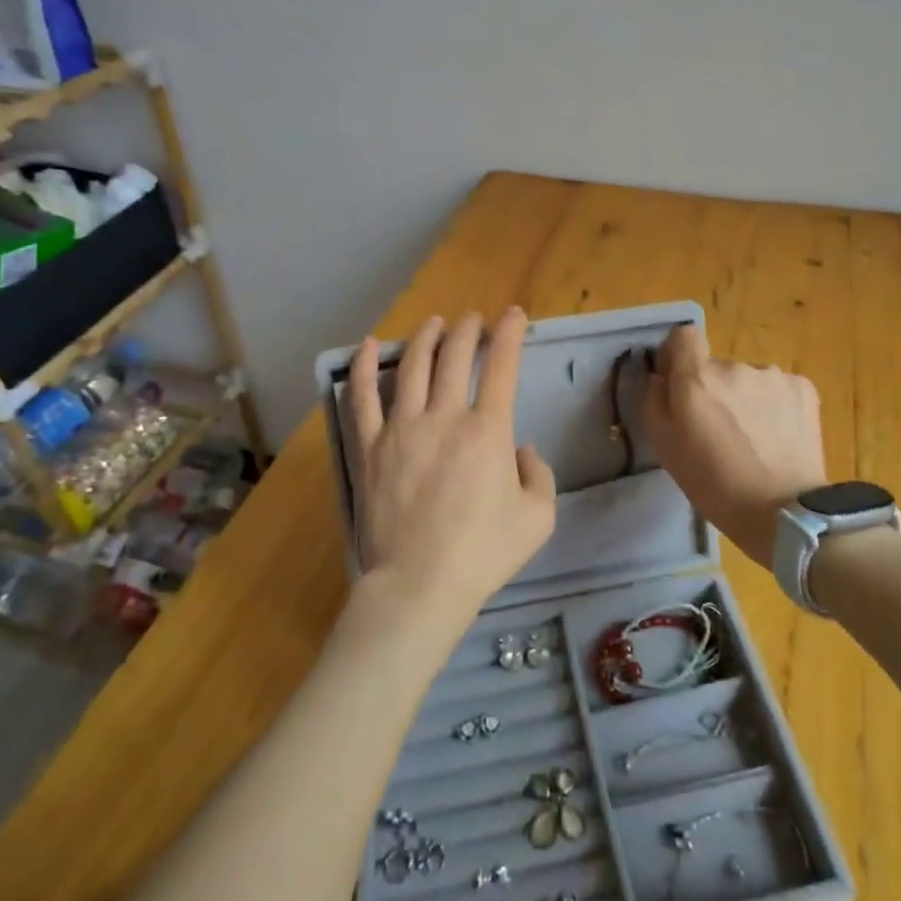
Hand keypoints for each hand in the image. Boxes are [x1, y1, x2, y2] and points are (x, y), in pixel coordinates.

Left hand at [349, 308, 556, 629]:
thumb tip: (522, 450)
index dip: (509, 334)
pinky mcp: (369, 447)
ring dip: (425, 338)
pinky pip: (362, 398)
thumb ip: (539, 475)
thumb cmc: (482, 553)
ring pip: (411, 366)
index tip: (513, 315)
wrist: (419, 585)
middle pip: (454, 356)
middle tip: (473, 319)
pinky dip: (362, 368)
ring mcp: (401, 429)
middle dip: (468, 329)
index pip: (502, 366)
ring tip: (434, 323)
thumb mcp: (538, 518)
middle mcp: (444, 417)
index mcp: (488, 430)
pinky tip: (366, 346)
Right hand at [644, 325, 827, 563]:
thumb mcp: (665, 448)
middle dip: (714, 390)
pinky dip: (775, 407)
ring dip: (746, 399)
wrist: (785, 514)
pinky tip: (778, 438)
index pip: (683, 336)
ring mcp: (772, 375)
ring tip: (754, 440)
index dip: (679, 356)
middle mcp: (734, 366)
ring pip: (748, 379)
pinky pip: (778, 389)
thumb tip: (661, 376)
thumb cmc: (715, 486)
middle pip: (716, 367)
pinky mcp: (804, 388)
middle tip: (720, 431)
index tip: (680, 384)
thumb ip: (654, 401)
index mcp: (696, 378)